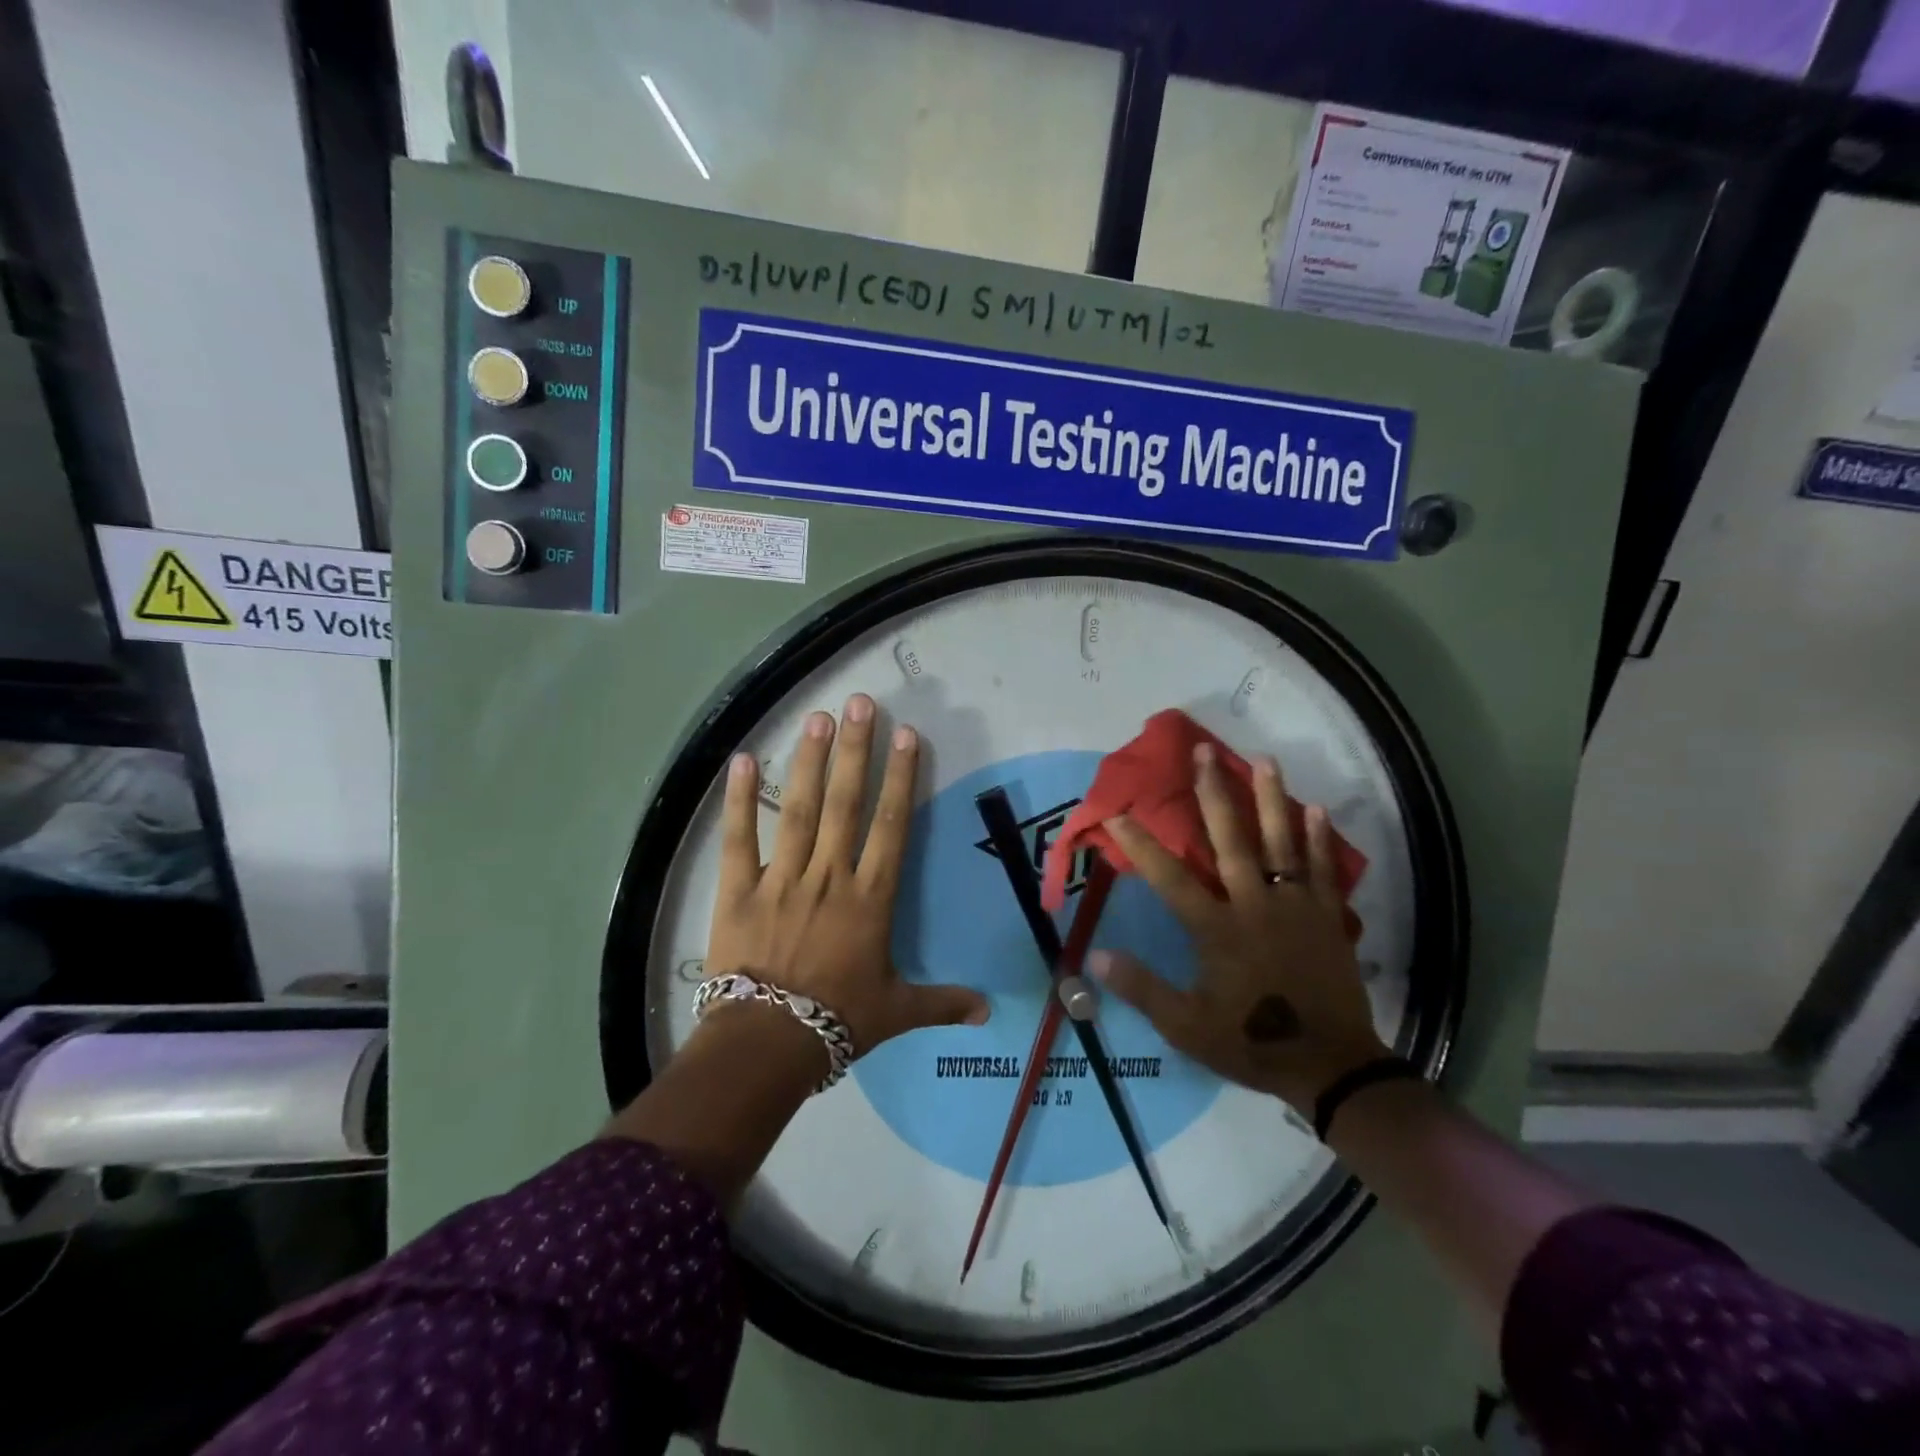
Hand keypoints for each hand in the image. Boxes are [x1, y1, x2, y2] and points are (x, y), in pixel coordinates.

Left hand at [704, 693, 988, 1068]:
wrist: (769, 1043)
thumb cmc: (838, 1021)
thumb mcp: (897, 1012)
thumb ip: (943, 1003)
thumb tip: (990, 1012)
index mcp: (870, 897)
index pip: (891, 826)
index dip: (901, 778)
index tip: (906, 736)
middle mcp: (829, 875)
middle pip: (845, 803)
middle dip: (855, 751)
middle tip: (860, 703)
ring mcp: (782, 878)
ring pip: (799, 810)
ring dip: (809, 761)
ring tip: (818, 717)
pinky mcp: (739, 890)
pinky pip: (739, 839)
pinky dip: (739, 800)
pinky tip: (742, 759)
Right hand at [1089, 741, 1388, 1112]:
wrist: (1331, 1067)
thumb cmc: (1253, 1044)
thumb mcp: (1186, 1026)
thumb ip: (1142, 988)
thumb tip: (1095, 956)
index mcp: (1218, 930)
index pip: (1170, 878)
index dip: (1141, 844)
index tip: (1118, 812)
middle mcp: (1255, 906)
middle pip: (1231, 841)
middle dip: (1214, 794)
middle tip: (1204, 753)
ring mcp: (1296, 908)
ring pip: (1281, 843)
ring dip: (1271, 799)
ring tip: (1264, 760)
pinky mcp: (1327, 918)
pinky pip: (1322, 870)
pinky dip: (1318, 839)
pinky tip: (1315, 808)